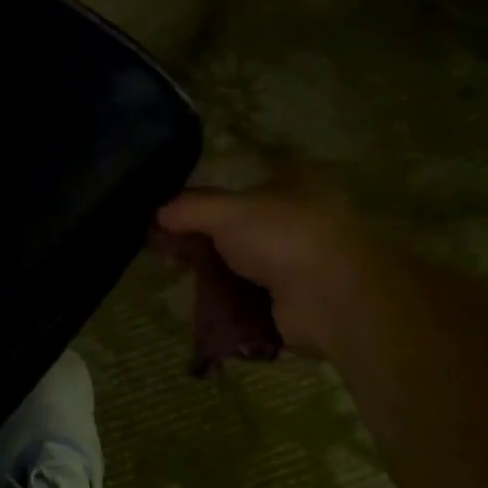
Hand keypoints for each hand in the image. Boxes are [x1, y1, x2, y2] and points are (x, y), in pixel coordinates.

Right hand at [154, 190, 372, 354]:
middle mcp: (291, 223)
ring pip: (236, 263)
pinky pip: (244, 296)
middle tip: (163, 247)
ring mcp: (291, 264)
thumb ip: (190, 208)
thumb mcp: (228, 211)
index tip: (169, 212)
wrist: (330, 299)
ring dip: (207, 271)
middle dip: (198, 238)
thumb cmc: (283, 238)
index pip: (237, 185)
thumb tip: (157, 214)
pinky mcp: (286, 301)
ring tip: (172, 274)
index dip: (202, 197)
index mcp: (288, 187)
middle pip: (232, 228)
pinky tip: (194, 300)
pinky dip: (221, 300)